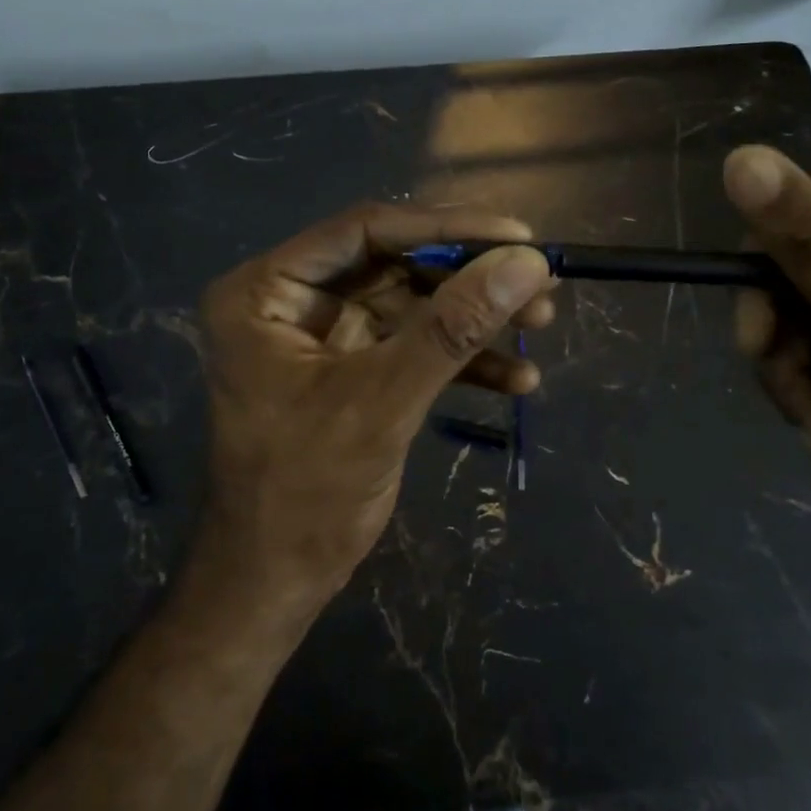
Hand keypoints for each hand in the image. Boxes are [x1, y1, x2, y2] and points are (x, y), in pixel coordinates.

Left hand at [195, 204, 554, 609]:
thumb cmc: (306, 492)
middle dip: (468, 278)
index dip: (445, 227)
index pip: (365, 231)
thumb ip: (453, 328)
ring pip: (412, 304)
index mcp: (267, 290)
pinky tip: (517, 378)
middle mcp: (292, 300)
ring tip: (542, 321)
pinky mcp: (352, 370)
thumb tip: (528, 262)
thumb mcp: (382, 402)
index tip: (517, 235)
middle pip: (394, 264)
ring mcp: (323, 336)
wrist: (276, 582)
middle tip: (539, 282)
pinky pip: (412, 346)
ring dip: (475, 318)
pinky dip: (461, 359)